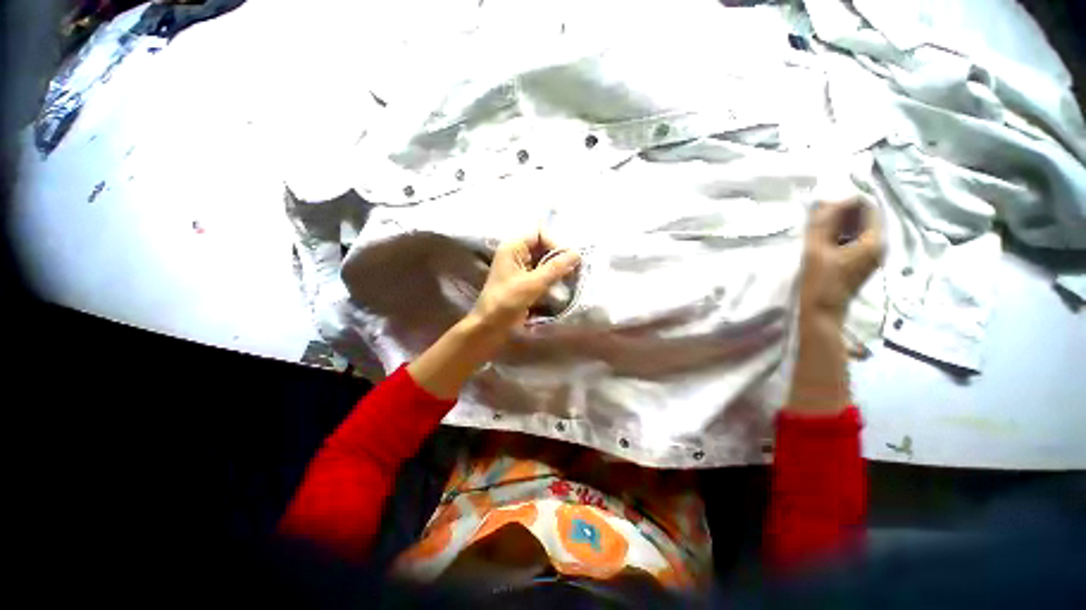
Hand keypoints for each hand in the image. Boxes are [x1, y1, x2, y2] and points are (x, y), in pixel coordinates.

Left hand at [469, 231, 581, 335]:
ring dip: (558, 270)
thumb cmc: (506, 302)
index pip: (540, 233)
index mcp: (513, 247)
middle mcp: (517, 254)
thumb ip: (556, 267)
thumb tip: (577, 253)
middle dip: (559, 257)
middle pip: (544, 247)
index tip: (567, 261)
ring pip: (545, 262)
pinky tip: (562, 287)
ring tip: (570, 280)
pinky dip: (553, 279)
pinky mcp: (525, 283)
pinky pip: (543, 274)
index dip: (555, 243)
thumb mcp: (533, 284)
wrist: (489, 328)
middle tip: (574, 271)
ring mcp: (521, 269)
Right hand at [799, 198, 883, 321]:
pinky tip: (824, 241)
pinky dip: (840, 235)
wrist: (822, 311)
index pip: (867, 207)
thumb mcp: (816, 249)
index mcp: (874, 240)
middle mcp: (879, 245)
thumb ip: (823, 223)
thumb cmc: (820, 281)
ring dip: (839, 225)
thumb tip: (828, 201)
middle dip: (842, 213)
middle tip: (818, 218)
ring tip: (818, 230)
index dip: (845, 203)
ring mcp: (872, 255)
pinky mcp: (862, 262)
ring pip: (858, 229)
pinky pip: (854, 240)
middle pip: (864, 217)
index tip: (823, 209)